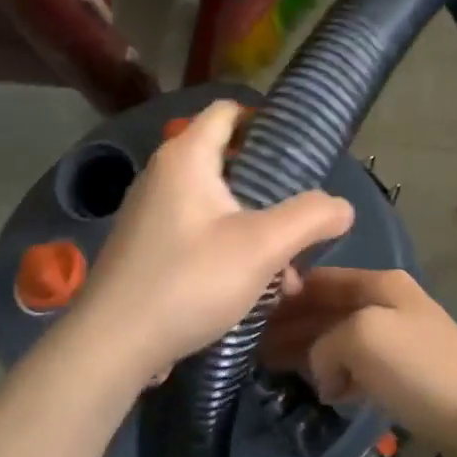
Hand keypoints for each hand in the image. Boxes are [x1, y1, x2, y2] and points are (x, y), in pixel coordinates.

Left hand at [71, 101, 353, 379]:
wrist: (113, 345)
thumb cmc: (189, 281)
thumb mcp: (262, 246)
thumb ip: (310, 218)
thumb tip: (343, 207)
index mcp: (186, 158)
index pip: (228, 112)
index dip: (266, 121)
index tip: (302, 151)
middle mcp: (165, 176)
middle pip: (230, 164)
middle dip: (273, 193)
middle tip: (305, 220)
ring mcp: (153, 215)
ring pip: (220, 207)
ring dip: (259, 232)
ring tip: (289, 273)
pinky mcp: (149, 250)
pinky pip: (202, 235)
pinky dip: (232, 251)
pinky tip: (258, 291)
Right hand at [262, 268, 456, 456]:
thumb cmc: (422, 369)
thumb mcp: (363, 337)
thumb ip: (325, 341)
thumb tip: (323, 371)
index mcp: (378, 284)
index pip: (318, 279)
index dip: (283, 295)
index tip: (247, 316)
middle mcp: (385, 303)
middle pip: (325, 309)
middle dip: (290, 326)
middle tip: (250, 350)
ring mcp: (395, 339)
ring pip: (337, 338)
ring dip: (307, 352)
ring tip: (272, 370)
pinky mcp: (401, 373)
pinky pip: (355, 366)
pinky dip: (335, 375)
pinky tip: (322, 391)